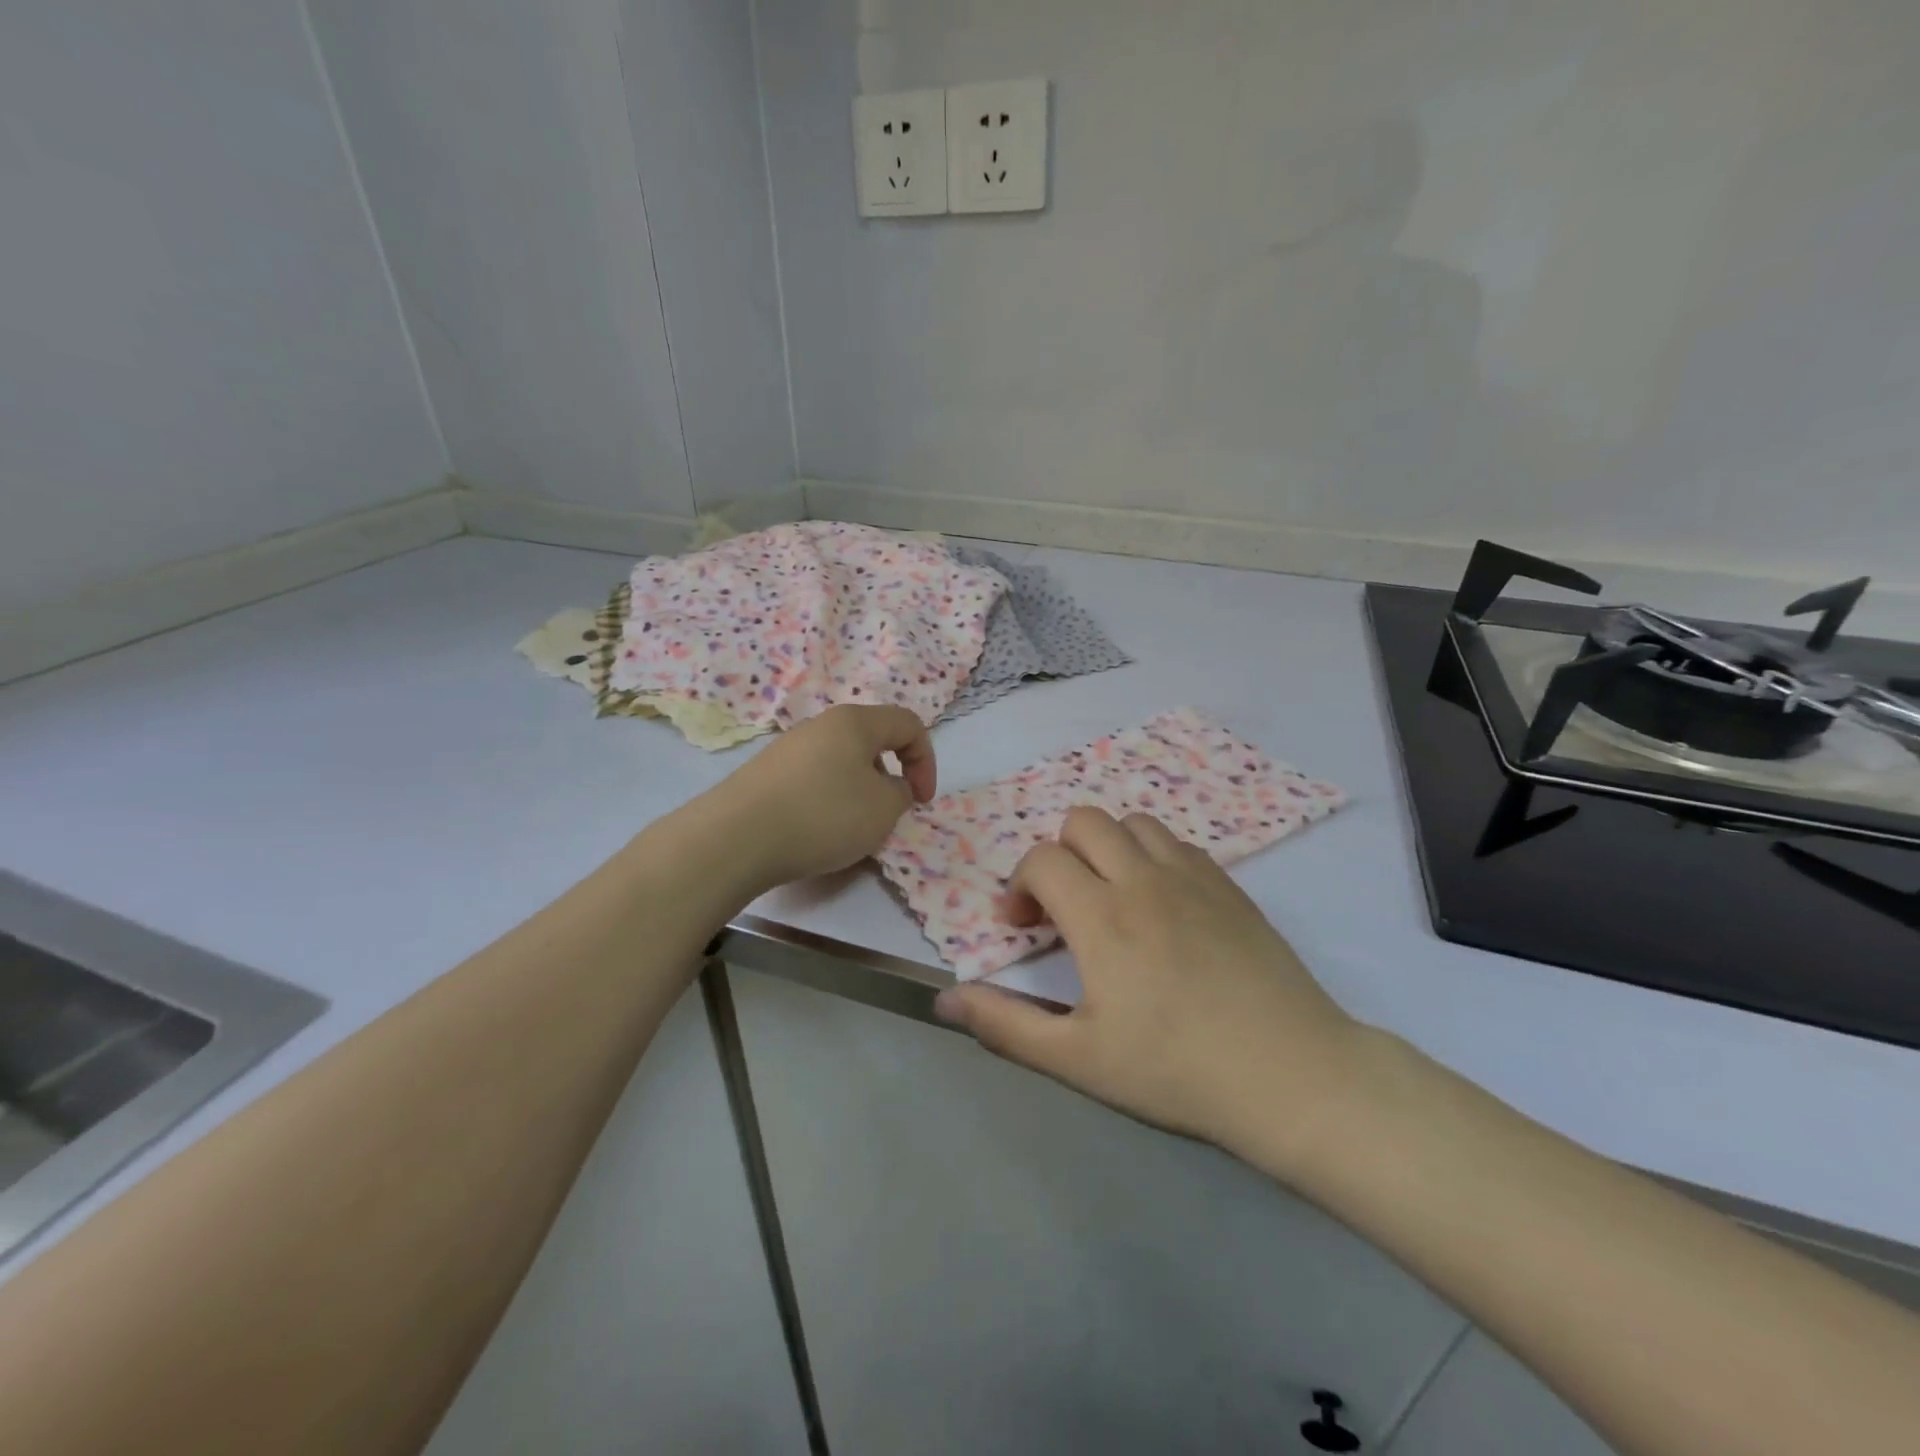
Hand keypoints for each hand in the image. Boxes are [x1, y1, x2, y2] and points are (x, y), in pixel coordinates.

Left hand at [703, 704, 936, 893]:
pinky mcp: (765, 774)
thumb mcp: (883, 809)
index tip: (921, 801)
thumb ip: (901, 793)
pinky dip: (826, 802)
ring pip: (840, 763)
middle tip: (885, 815)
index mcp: (854, 722)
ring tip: (848, 830)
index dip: (926, 761)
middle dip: (888, 778)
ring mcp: (788, 748)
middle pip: (871, 742)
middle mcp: (820, 725)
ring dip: (857, 793)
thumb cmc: (823, 815)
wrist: (737, 838)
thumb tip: (888, 787)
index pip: (908, 724)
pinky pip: (812, 781)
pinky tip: (814, 833)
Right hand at [933, 806, 1362, 1167]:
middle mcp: (1143, 879)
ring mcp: (1193, 876)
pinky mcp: (1230, 885)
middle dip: (1059, 854)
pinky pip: (1178, 843)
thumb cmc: (1176, 1071)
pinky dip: (1153, 857)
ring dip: (1108, 849)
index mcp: (1101, 916)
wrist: (1291, 1074)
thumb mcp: (1078, 1059)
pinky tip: (1162, 907)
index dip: (1018, 887)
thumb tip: (944, 1000)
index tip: (1022, 928)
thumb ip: (1004, 1024)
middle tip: (1065, 907)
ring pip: (1133, 823)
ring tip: (1112, 899)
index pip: (1042, 860)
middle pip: (1084, 821)